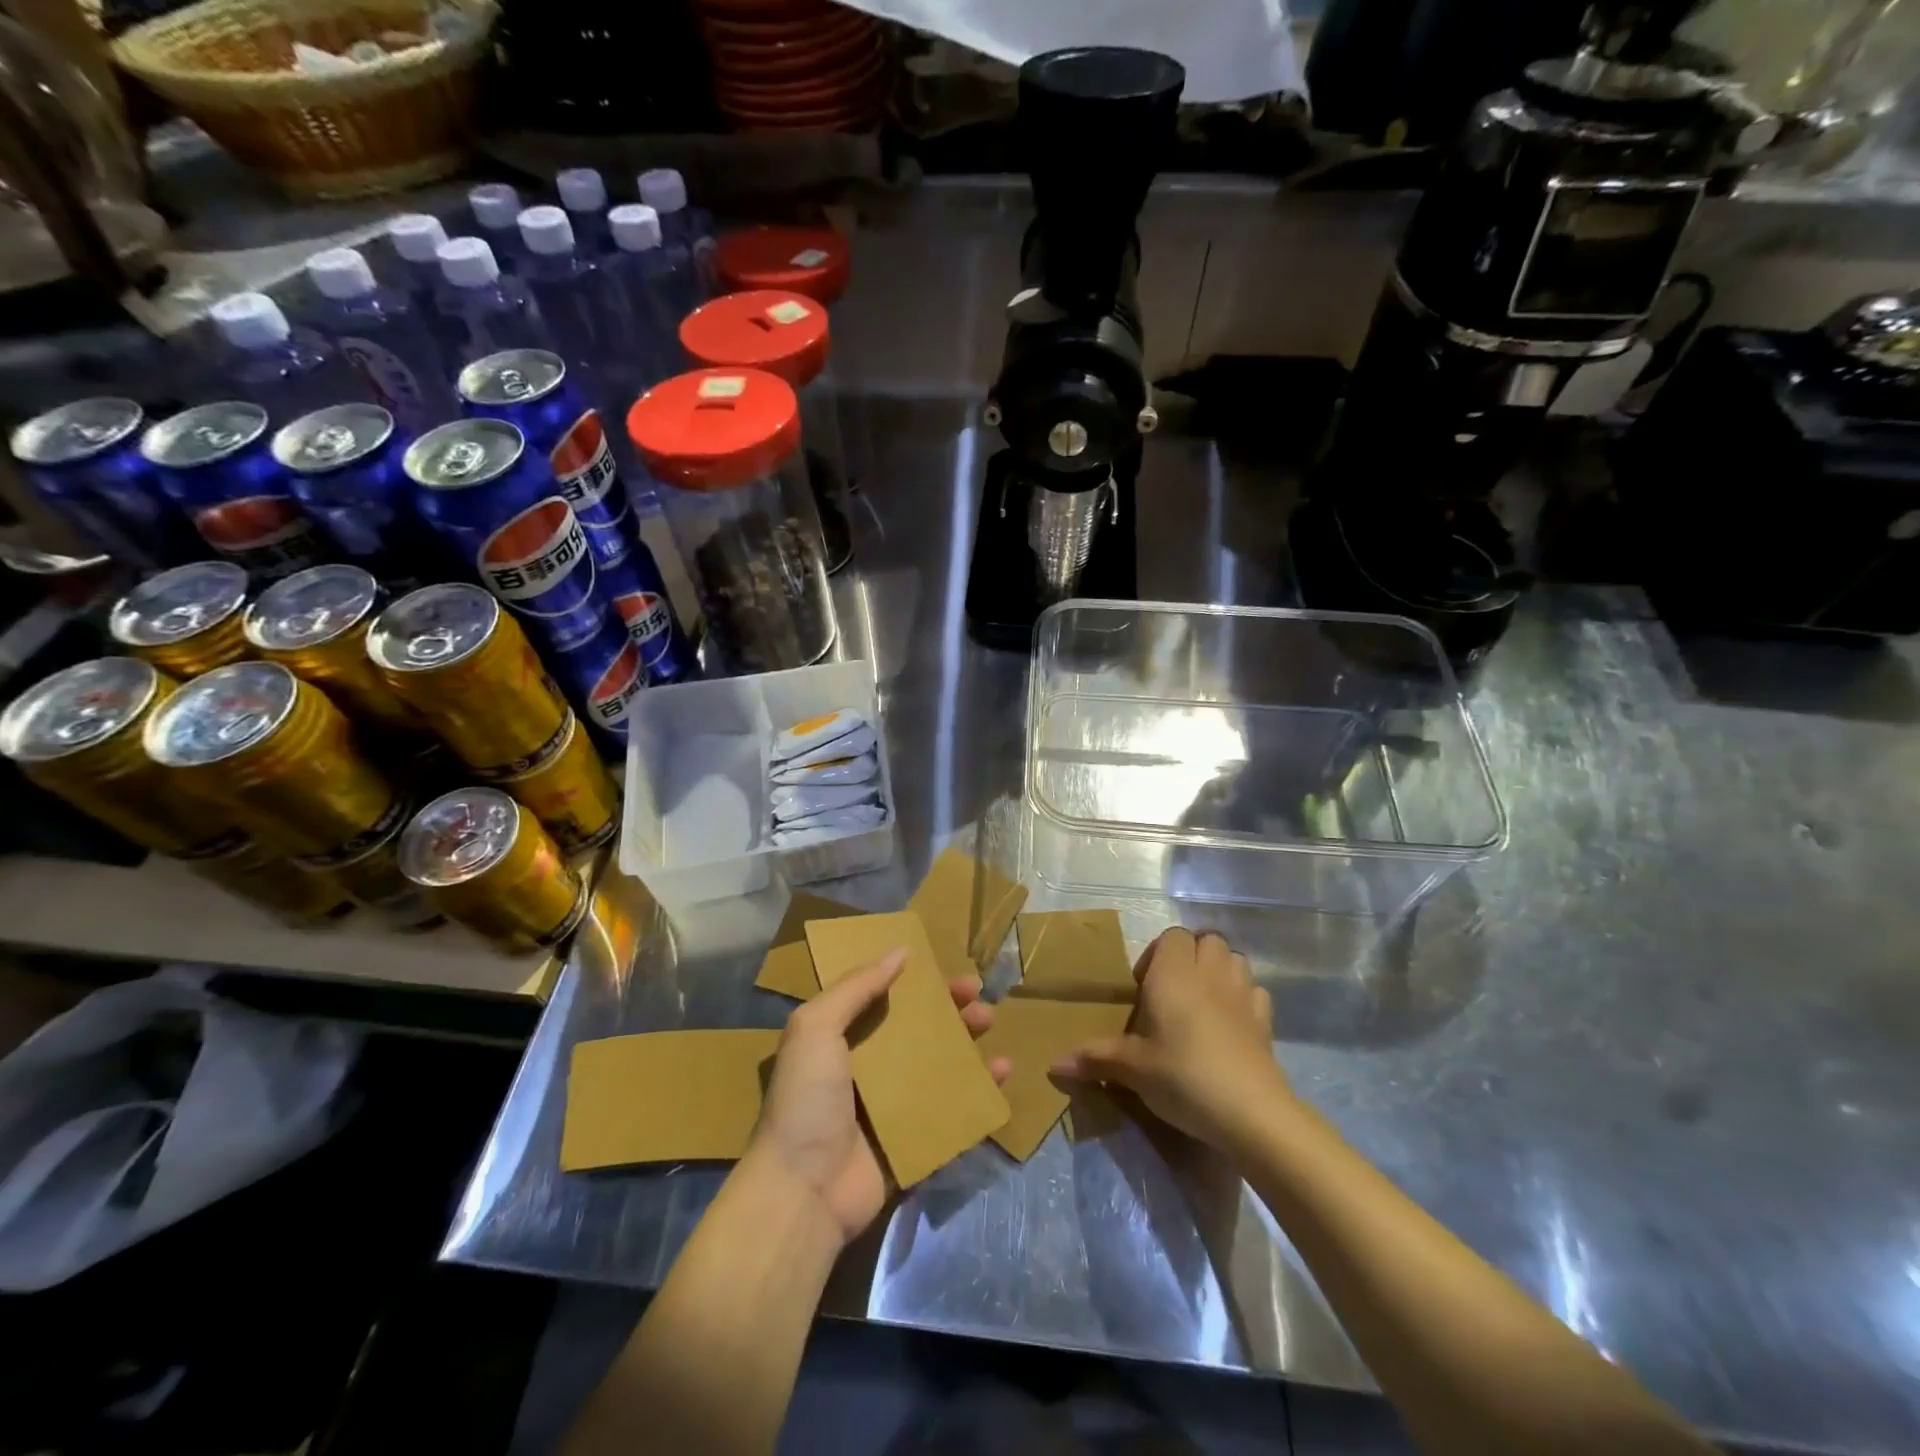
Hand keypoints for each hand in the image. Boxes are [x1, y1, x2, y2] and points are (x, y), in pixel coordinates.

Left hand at [746, 949, 1010, 1248]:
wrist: (803, 1192)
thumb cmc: (806, 1100)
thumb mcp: (815, 1028)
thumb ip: (855, 987)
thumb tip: (900, 952)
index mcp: (842, 1040)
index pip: (887, 1000)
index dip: (917, 984)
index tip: (947, 970)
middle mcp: (869, 1069)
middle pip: (919, 1031)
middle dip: (950, 1011)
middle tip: (979, 999)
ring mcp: (894, 1107)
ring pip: (941, 1066)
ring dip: (968, 1044)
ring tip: (991, 1027)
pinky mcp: (916, 1141)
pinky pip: (954, 1109)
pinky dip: (979, 1090)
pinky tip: (1001, 1074)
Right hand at [1052, 927, 1290, 1150]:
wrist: (1248, 1111)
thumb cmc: (1181, 1076)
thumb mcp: (1132, 1069)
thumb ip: (1095, 1058)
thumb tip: (1053, 1064)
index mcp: (1173, 974)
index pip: (1172, 936)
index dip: (1158, 953)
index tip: (1144, 987)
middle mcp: (1209, 973)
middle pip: (1206, 939)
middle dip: (1191, 956)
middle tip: (1172, 992)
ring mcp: (1242, 994)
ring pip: (1234, 959)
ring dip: (1219, 970)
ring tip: (1202, 1001)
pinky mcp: (1265, 1021)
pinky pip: (1255, 991)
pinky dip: (1243, 998)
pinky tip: (1231, 1024)